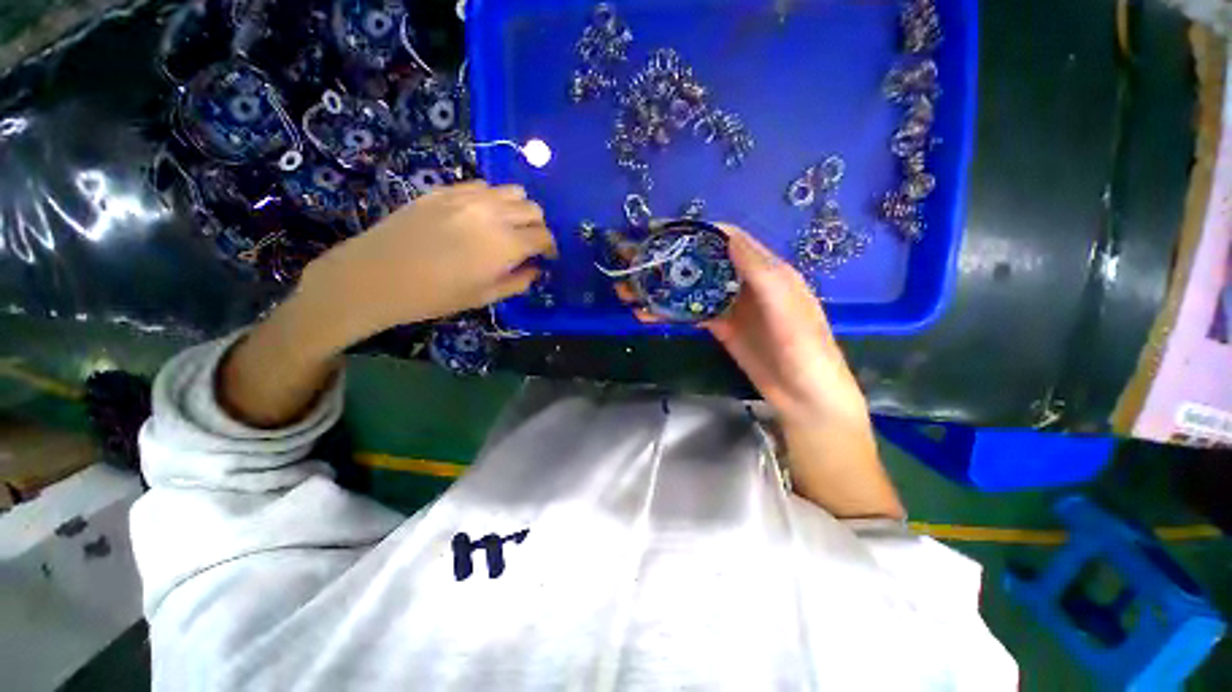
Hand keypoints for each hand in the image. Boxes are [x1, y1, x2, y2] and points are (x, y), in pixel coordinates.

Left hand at [299, 181, 555, 349]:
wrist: (377, 275)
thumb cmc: (436, 295)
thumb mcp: (484, 296)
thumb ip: (518, 281)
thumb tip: (535, 270)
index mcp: (506, 244)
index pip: (544, 236)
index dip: (551, 247)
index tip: (548, 257)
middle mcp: (493, 213)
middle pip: (532, 209)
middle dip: (538, 227)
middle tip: (529, 244)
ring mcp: (468, 197)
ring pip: (511, 191)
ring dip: (518, 208)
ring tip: (509, 226)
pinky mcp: (446, 190)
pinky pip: (482, 186)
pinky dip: (493, 198)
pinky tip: (482, 214)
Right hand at [621, 225, 898, 518]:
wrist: (805, 398)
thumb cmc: (804, 350)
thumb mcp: (787, 308)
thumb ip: (759, 272)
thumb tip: (726, 235)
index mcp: (767, 271)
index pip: (729, 241)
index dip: (697, 233)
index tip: (663, 232)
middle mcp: (747, 283)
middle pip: (706, 263)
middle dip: (672, 260)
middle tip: (638, 261)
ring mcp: (732, 307)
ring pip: (694, 289)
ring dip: (665, 287)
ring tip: (632, 289)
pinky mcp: (722, 328)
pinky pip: (693, 314)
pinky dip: (670, 312)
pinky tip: (647, 314)